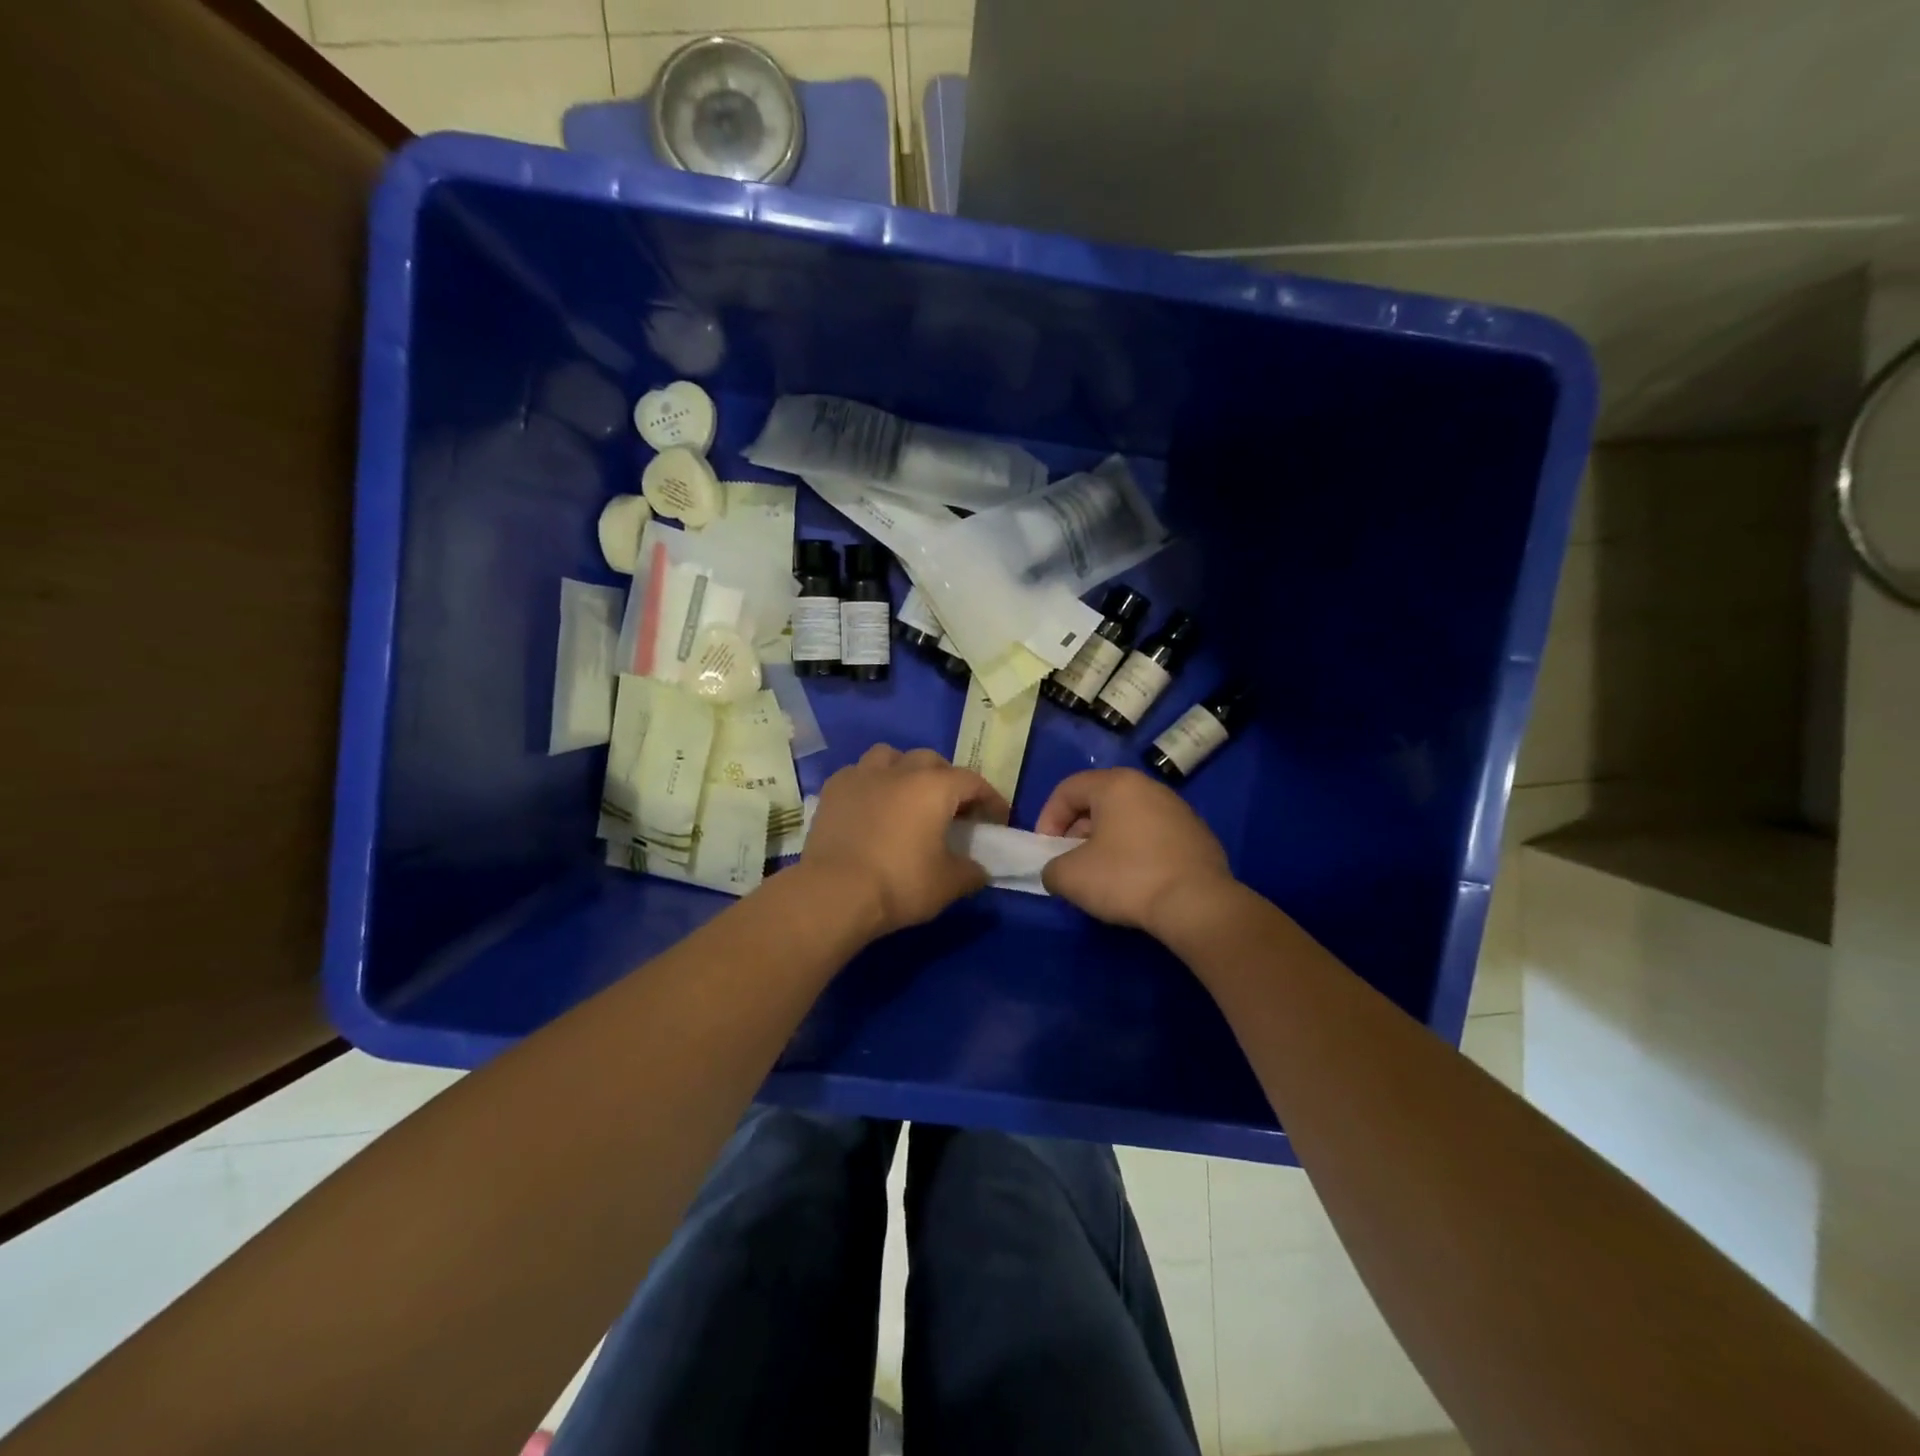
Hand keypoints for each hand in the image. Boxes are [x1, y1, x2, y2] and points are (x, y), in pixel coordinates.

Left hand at [801, 745, 1009, 935]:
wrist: (834, 893)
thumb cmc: (899, 884)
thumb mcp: (948, 885)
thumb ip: (971, 873)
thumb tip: (978, 870)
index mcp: (934, 787)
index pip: (972, 782)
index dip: (990, 798)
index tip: (997, 819)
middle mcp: (900, 771)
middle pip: (931, 760)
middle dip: (947, 779)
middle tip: (951, 808)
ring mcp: (862, 775)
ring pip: (890, 756)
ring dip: (905, 770)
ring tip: (907, 797)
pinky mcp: (833, 790)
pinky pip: (859, 773)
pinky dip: (871, 783)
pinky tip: (871, 806)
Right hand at [1036, 768, 1233, 935]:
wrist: (1198, 905)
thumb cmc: (1127, 879)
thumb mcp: (1070, 877)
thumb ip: (1052, 868)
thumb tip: (1058, 871)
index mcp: (1116, 785)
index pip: (1068, 789)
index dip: (1048, 818)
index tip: (1045, 850)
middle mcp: (1148, 787)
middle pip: (1099, 801)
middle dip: (1077, 830)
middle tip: (1071, 861)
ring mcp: (1178, 810)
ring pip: (1128, 818)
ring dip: (1107, 841)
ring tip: (1102, 874)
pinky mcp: (1198, 836)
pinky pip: (1153, 836)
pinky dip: (1136, 852)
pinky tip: (1136, 881)